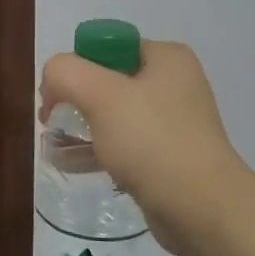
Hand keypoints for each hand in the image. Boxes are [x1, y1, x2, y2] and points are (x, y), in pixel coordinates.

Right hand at [39, 40, 254, 255]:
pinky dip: (98, 151)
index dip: (77, 67)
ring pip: (114, 116)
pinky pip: (125, 146)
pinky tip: (70, 164)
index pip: (109, 46)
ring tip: (53, 147)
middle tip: (52, 122)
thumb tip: (53, 83)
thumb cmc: (152, 141)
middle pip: (108, 81)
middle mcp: (174, 84)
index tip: (57, 96)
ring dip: (82, 128)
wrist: (202, 209)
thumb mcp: (100, 95)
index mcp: (167, 58)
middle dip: (76, 100)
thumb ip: (65, 73)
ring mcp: (174, 123)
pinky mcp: (169, 157)